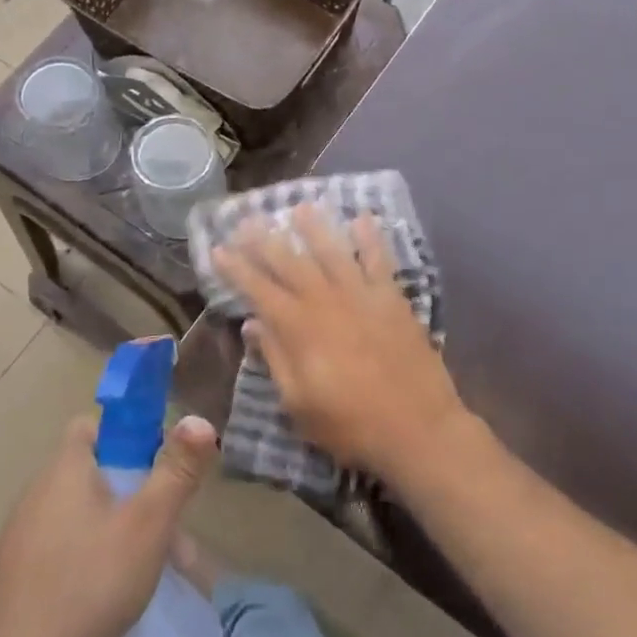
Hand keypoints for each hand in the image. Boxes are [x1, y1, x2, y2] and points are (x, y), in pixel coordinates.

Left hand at [0, 412, 218, 636]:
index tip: (156, 468)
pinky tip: (103, 601)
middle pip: (92, 476)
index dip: (126, 437)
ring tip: (146, 575)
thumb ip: (176, 472)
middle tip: (168, 538)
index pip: (91, 426)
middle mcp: (35, 493)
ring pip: (78, 518)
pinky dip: (86, 562)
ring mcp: (18, 537)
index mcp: (64, 469)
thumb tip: (199, 419)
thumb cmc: (87, 583)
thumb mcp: (146, 525)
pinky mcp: (11, 578)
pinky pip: (59, 552)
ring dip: (114, 534)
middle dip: (134, 498)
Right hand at [213, 204, 465, 479]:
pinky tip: (362, 218)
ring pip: (332, 251)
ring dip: (314, 228)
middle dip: (265, 240)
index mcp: (298, 327)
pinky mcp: (392, 298)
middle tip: (247, 219)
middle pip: (290, 262)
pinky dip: (370, 238)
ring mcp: (361, 295)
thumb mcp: (298, 403)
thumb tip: (252, 323)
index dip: (235, 268)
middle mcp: (325, 301)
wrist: (418, 429)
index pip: (258, 289)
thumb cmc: (350, 424)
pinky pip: (379, 260)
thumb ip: (274, 358)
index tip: (218, 248)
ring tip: (299, 206)